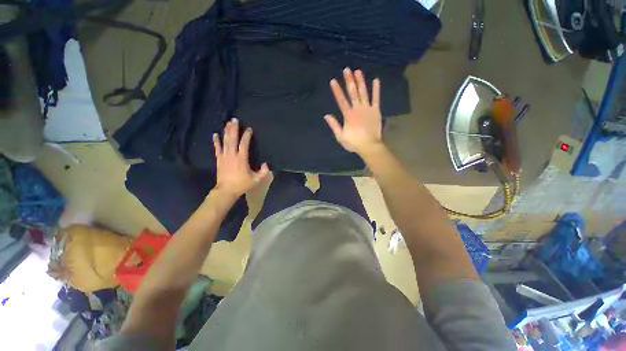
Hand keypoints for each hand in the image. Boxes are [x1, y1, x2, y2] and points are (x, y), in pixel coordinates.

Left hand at [213, 118, 269, 197]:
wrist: (226, 190)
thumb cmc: (242, 184)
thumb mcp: (256, 180)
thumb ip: (264, 172)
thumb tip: (266, 164)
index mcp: (242, 159)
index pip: (244, 144)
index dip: (246, 135)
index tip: (249, 129)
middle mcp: (232, 155)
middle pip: (232, 139)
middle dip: (234, 129)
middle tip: (234, 119)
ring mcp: (224, 156)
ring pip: (225, 141)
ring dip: (226, 132)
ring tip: (227, 123)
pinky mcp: (219, 159)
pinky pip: (217, 148)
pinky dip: (216, 141)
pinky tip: (215, 134)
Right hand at [324, 68, 382, 155]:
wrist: (369, 146)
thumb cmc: (354, 142)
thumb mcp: (340, 136)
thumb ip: (334, 125)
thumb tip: (326, 115)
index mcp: (348, 115)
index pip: (341, 100)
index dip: (337, 90)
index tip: (333, 80)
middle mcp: (357, 109)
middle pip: (352, 93)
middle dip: (349, 81)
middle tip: (347, 69)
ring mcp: (367, 109)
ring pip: (363, 93)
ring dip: (360, 81)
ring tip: (358, 71)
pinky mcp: (376, 111)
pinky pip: (376, 98)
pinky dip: (376, 90)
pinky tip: (376, 80)